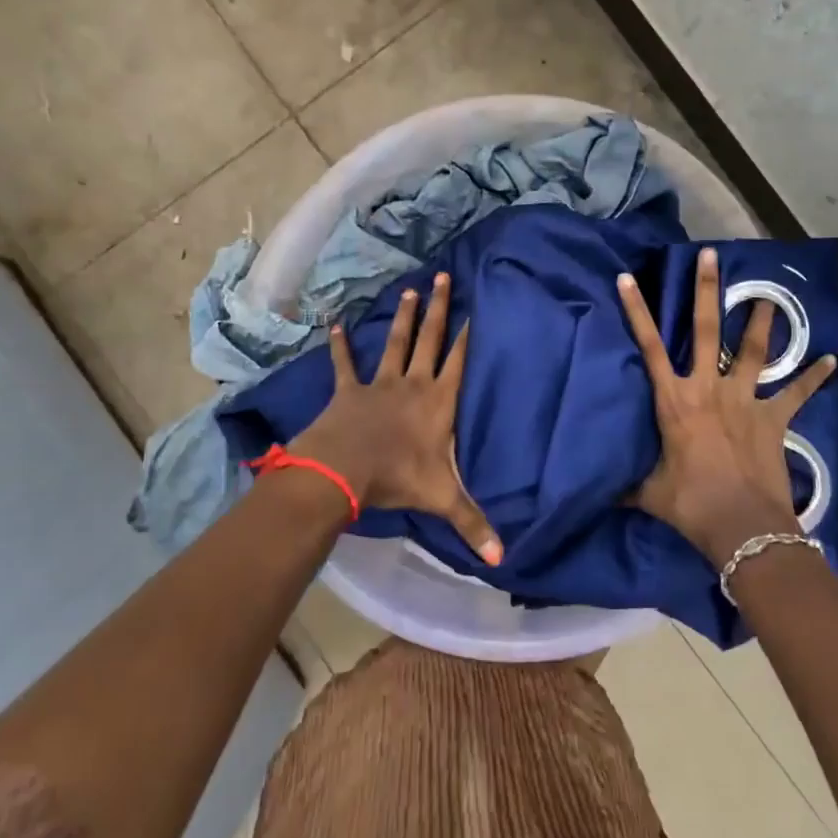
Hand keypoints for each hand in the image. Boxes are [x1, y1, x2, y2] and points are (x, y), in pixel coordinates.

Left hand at [290, 273, 502, 565]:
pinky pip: (345, 364)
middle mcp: (413, 384)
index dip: (468, 335)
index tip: (476, 309)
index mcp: (438, 403)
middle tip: (444, 277)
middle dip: (440, 309)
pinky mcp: (348, 389)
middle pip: (430, 339)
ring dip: (404, 318)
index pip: (459, 362)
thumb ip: (472, 523)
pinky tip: (335, 324)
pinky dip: (340, 345)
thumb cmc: (397, 478)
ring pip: (396, 343)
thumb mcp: (441, 499)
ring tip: (411, 289)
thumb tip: (502, 560)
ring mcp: (379, 384)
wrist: (343, 469)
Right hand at [618, 246, 836, 561]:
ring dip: (762, 321)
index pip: (649, 347)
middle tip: (712, 256)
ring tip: (768, 296)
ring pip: (755, 350)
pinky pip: (797, 394)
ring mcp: (744, 400)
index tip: (628, 278)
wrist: (742, 527)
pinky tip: (831, 360)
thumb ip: (627, 486)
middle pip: (707, 330)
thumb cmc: (691, 504)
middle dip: (708, 290)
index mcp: (674, 400)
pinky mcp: (774, 419)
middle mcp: (708, 389)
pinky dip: (814, 378)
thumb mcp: (649, 494)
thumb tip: (602, 494)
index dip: (636, 311)